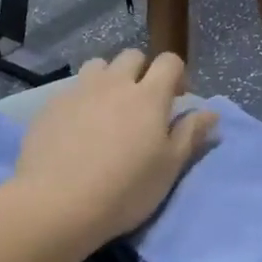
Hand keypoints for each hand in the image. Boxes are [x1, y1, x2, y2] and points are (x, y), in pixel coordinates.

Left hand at [14, 50, 216, 247]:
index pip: (169, 61)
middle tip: (143, 104)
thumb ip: (190, 134)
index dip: (177, 75)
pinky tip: (78, 129)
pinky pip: (72, 90)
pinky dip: (82, 100)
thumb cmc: (125, 189)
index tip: (177, 100)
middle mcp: (114, 84)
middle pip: (132, 56)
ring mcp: (78, 92)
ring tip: (108, 109)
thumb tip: (210, 112)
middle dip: (142, 72)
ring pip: (98, 66)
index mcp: (149, 96)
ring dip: (109, 79)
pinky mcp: (50, 106)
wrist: (57, 204)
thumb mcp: (169, 167)